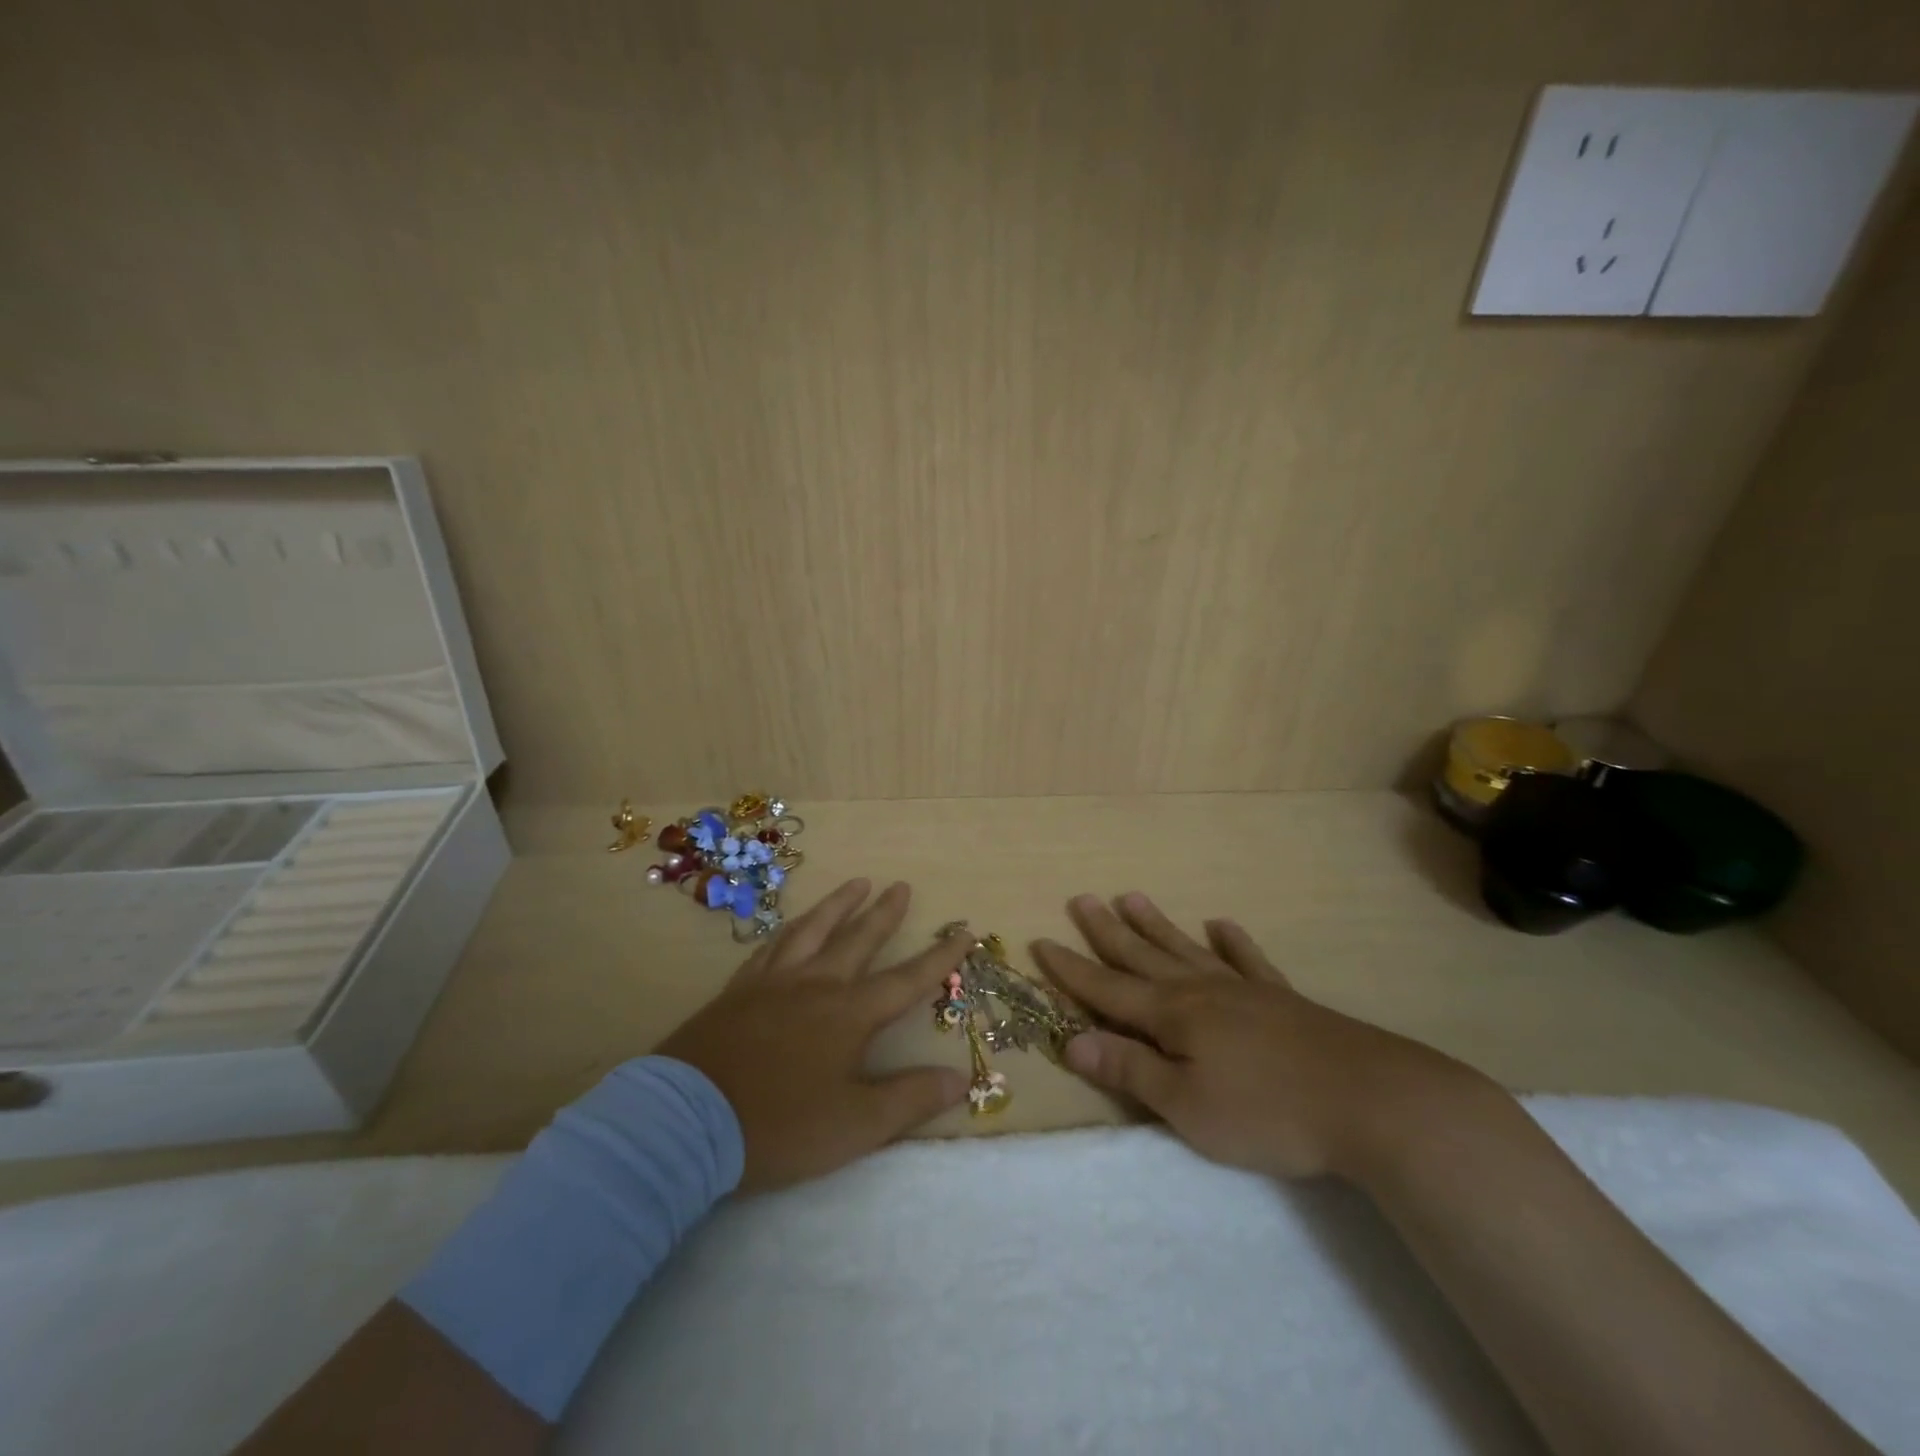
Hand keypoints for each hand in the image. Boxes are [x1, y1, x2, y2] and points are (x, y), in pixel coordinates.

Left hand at [655, 878, 970, 1191]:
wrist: (686, 1122)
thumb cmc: (780, 1126)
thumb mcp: (856, 1125)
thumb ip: (910, 1099)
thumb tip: (960, 1078)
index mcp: (849, 1014)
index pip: (906, 980)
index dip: (938, 958)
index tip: (963, 932)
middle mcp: (815, 985)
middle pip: (857, 940)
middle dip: (884, 913)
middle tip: (900, 886)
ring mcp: (772, 983)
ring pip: (811, 930)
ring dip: (837, 906)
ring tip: (855, 884)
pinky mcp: (737, 991)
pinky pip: (770, 948)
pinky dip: (789, 932)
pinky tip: (791, 929)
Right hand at [1033, 893, 1490, 1181]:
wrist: (1370, 1100)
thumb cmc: (1267, 1112)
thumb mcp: (1186, 1104)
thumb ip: (1129, 1068)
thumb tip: (1071, 1039)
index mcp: (1172, 1015)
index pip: (1107, 988)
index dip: (1070, 969)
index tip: (1040, 941)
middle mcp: (1201, 990)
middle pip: (1142, 955)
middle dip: (1106, 932)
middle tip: (1081, 899)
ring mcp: (1244, 989)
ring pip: (1187, 949)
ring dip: (1156, 925)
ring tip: (1132, 897)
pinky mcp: (1283, 999)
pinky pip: (1249, 961)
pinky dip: (1232, 943)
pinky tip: (1222, 925)